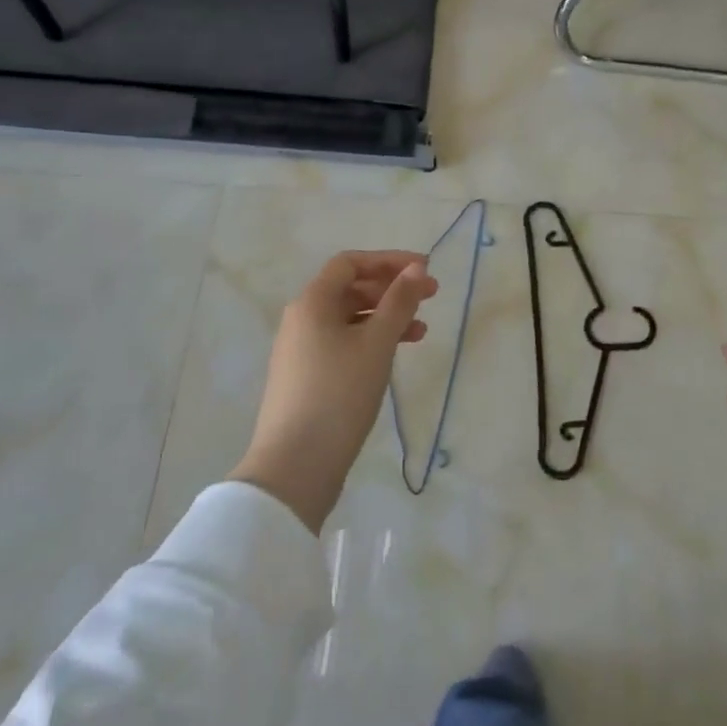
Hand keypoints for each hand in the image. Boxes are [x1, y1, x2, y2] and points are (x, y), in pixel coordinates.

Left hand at [231, 251, 438, 533]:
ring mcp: (301, 350)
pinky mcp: (306, 377)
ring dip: (386, 318)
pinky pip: (343, 343)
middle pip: (350, 289)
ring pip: (349, 318)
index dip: (389, 260)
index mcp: (312, 302)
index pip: (351, 263)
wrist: (295, 465)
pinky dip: (371, 341)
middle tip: (430, 298)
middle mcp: (302, 319)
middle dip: (391, 289)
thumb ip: (399, 302)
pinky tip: (392, 357)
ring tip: (421, 333)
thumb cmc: (339, 393)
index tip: (424, 269)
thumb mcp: (377, 343)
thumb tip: (416, 268)